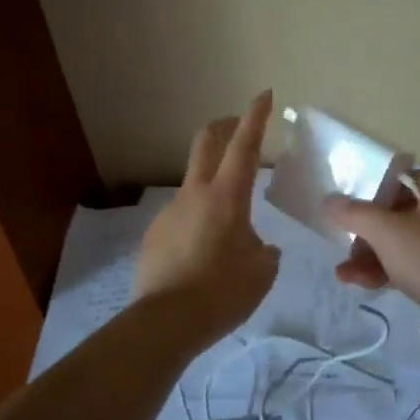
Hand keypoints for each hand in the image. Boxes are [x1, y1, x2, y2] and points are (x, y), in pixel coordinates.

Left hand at [134, 91, 280, 343]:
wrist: (164, 324)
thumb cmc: (222, 292)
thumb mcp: (261, 272)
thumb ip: (265, 252)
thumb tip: (259, 248)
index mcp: (226, 197)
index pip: (243, 146)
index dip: (255, 117)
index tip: (263, 95)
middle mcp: (194, 195)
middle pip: (205, 143)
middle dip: (224, 127)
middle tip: (239, 128)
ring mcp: (169, 213)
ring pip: (194, 185)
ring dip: (213, 188)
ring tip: (230, 228)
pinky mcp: (154, 236)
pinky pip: (182, 218)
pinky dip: (198, 223)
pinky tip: (205, 256)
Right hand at [324, 172, 419, 343]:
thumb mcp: (386, 231)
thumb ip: (354, 214)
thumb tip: (329, 201)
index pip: (403, 180)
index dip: (373, 193)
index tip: (349, 211)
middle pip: (400, 214)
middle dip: (367, 235)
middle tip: (345, 248)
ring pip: (405, 243)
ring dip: (373, 257)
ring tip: (344, 274)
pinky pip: (416, 264)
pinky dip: (391, 271)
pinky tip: (362, 285)